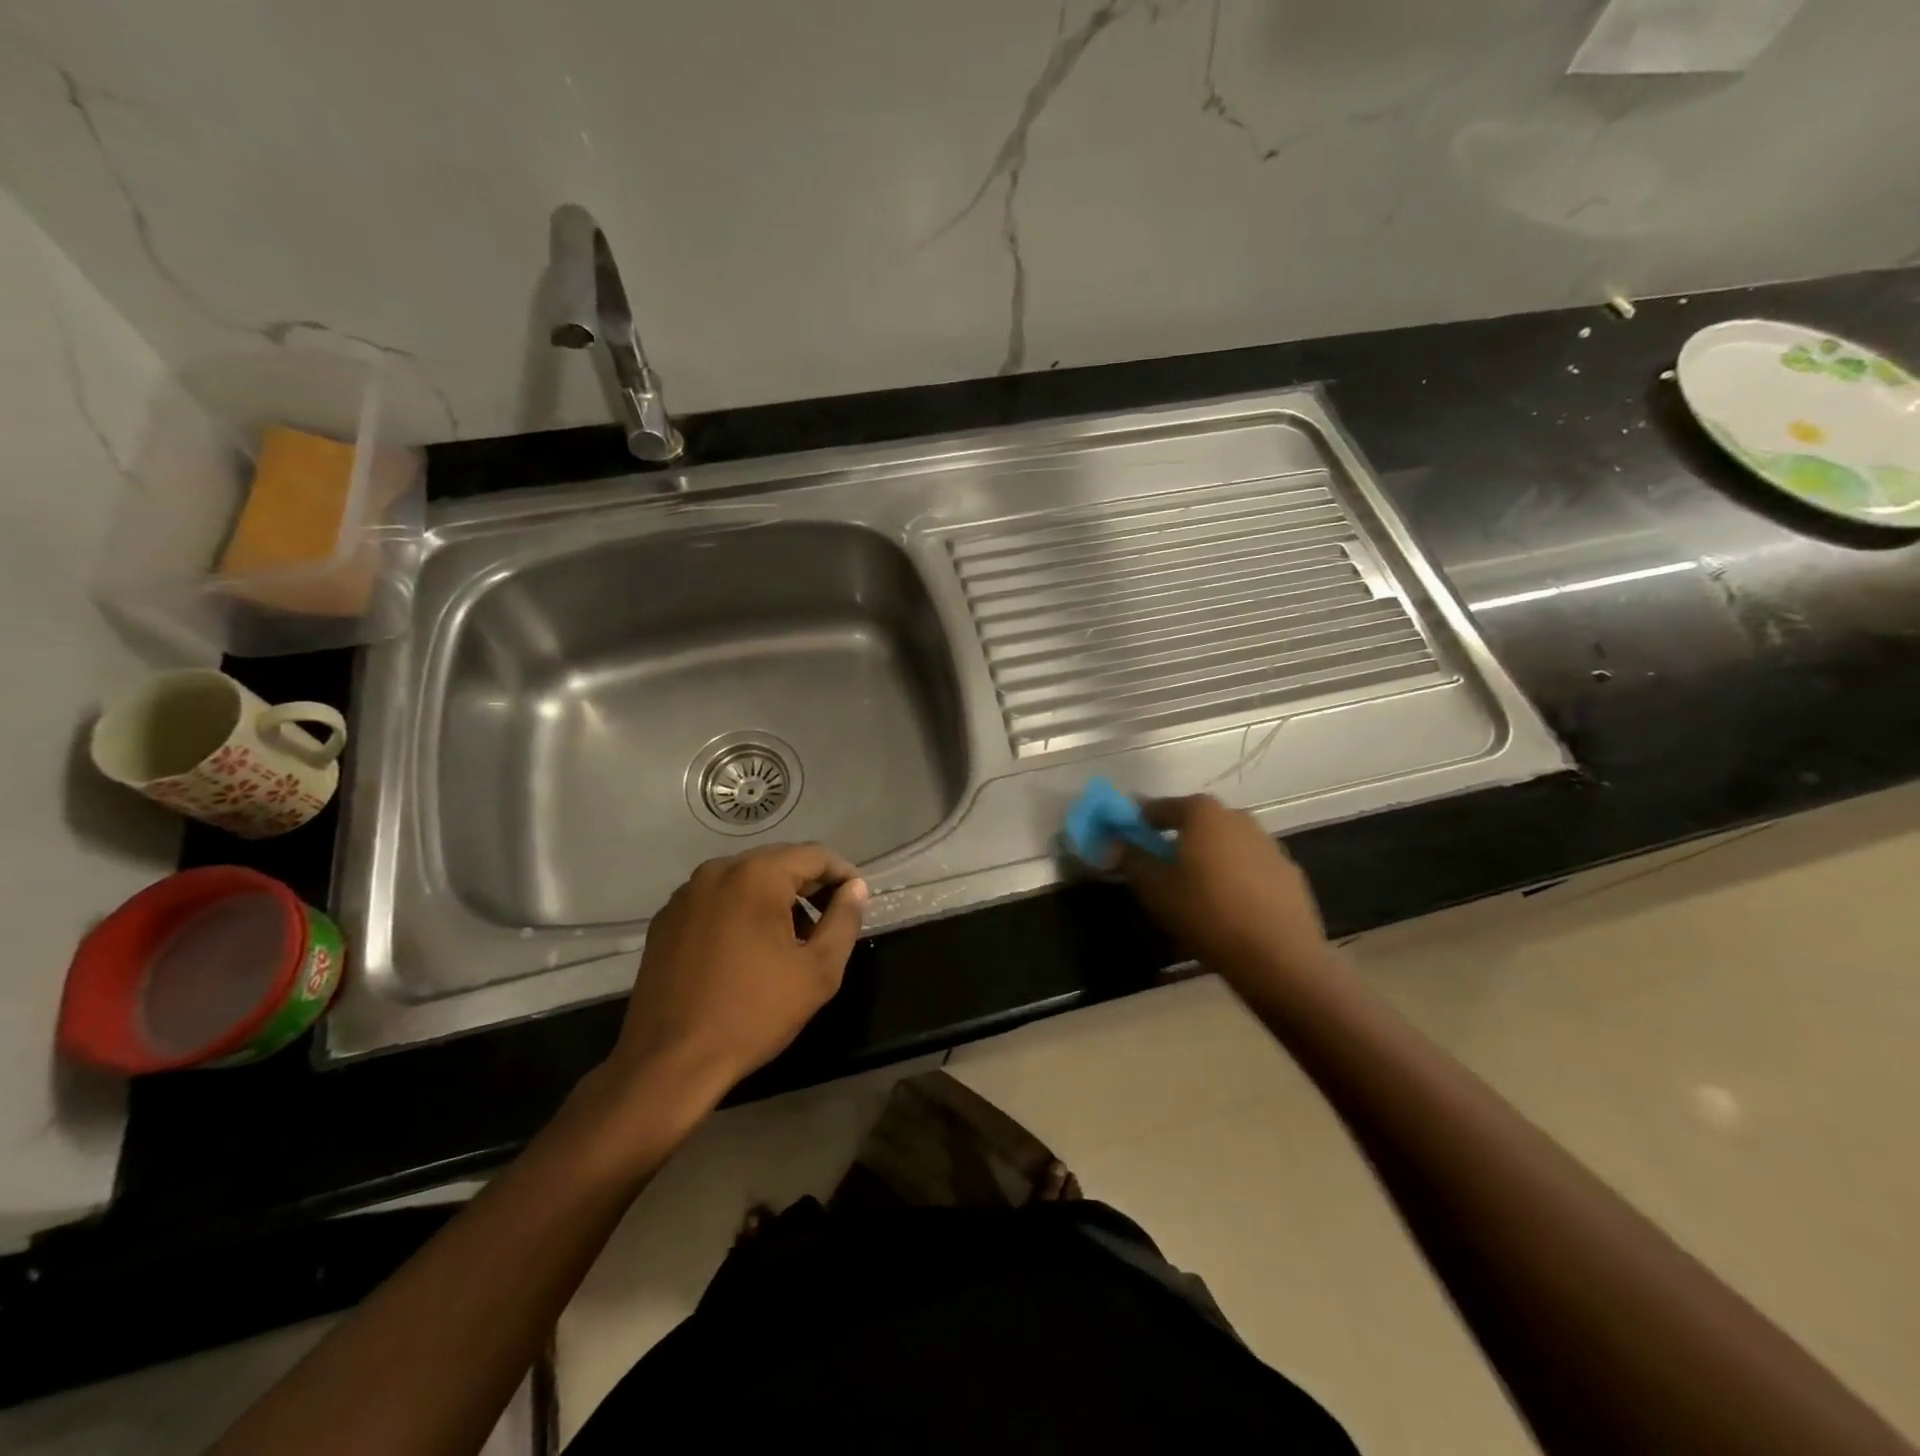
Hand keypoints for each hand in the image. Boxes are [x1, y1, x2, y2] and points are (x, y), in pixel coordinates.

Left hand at [607, 844, 867, 1106]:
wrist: (669, 1063)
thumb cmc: (754, 1013)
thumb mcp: (818, 971)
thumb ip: (844, 920)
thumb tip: (855, 888)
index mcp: (756, 876)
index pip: (814, 855)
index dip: (842, 874)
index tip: (856, 901)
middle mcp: (717, 871)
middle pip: (778, 863)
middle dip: (809, 886)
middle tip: (829, 921)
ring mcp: (685, 895)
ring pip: (745, 880)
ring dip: (774, 899)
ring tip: (791, 940)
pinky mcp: (665, 920)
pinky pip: (716, 900)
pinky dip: (740, 912)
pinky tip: (747, 951)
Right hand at [1118, 795, 1334, 989]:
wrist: (1278, 957)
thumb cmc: (1206, 913)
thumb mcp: (1155, 888)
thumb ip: (1131, 858)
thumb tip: (1114, 842)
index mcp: (1203, 813)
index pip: (1160, 807)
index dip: (1139, 821)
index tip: (1126, 838)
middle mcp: (1238, 817)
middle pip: (1198, 822)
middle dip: (1177, 838)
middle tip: (1160, 865)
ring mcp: (1269, 844)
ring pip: (1226, 844)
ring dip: (1208, 857)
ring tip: (1195, 889)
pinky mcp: (1289, 872)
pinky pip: (1250, 867)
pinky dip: (1235, 877)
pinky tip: (1229, 906)